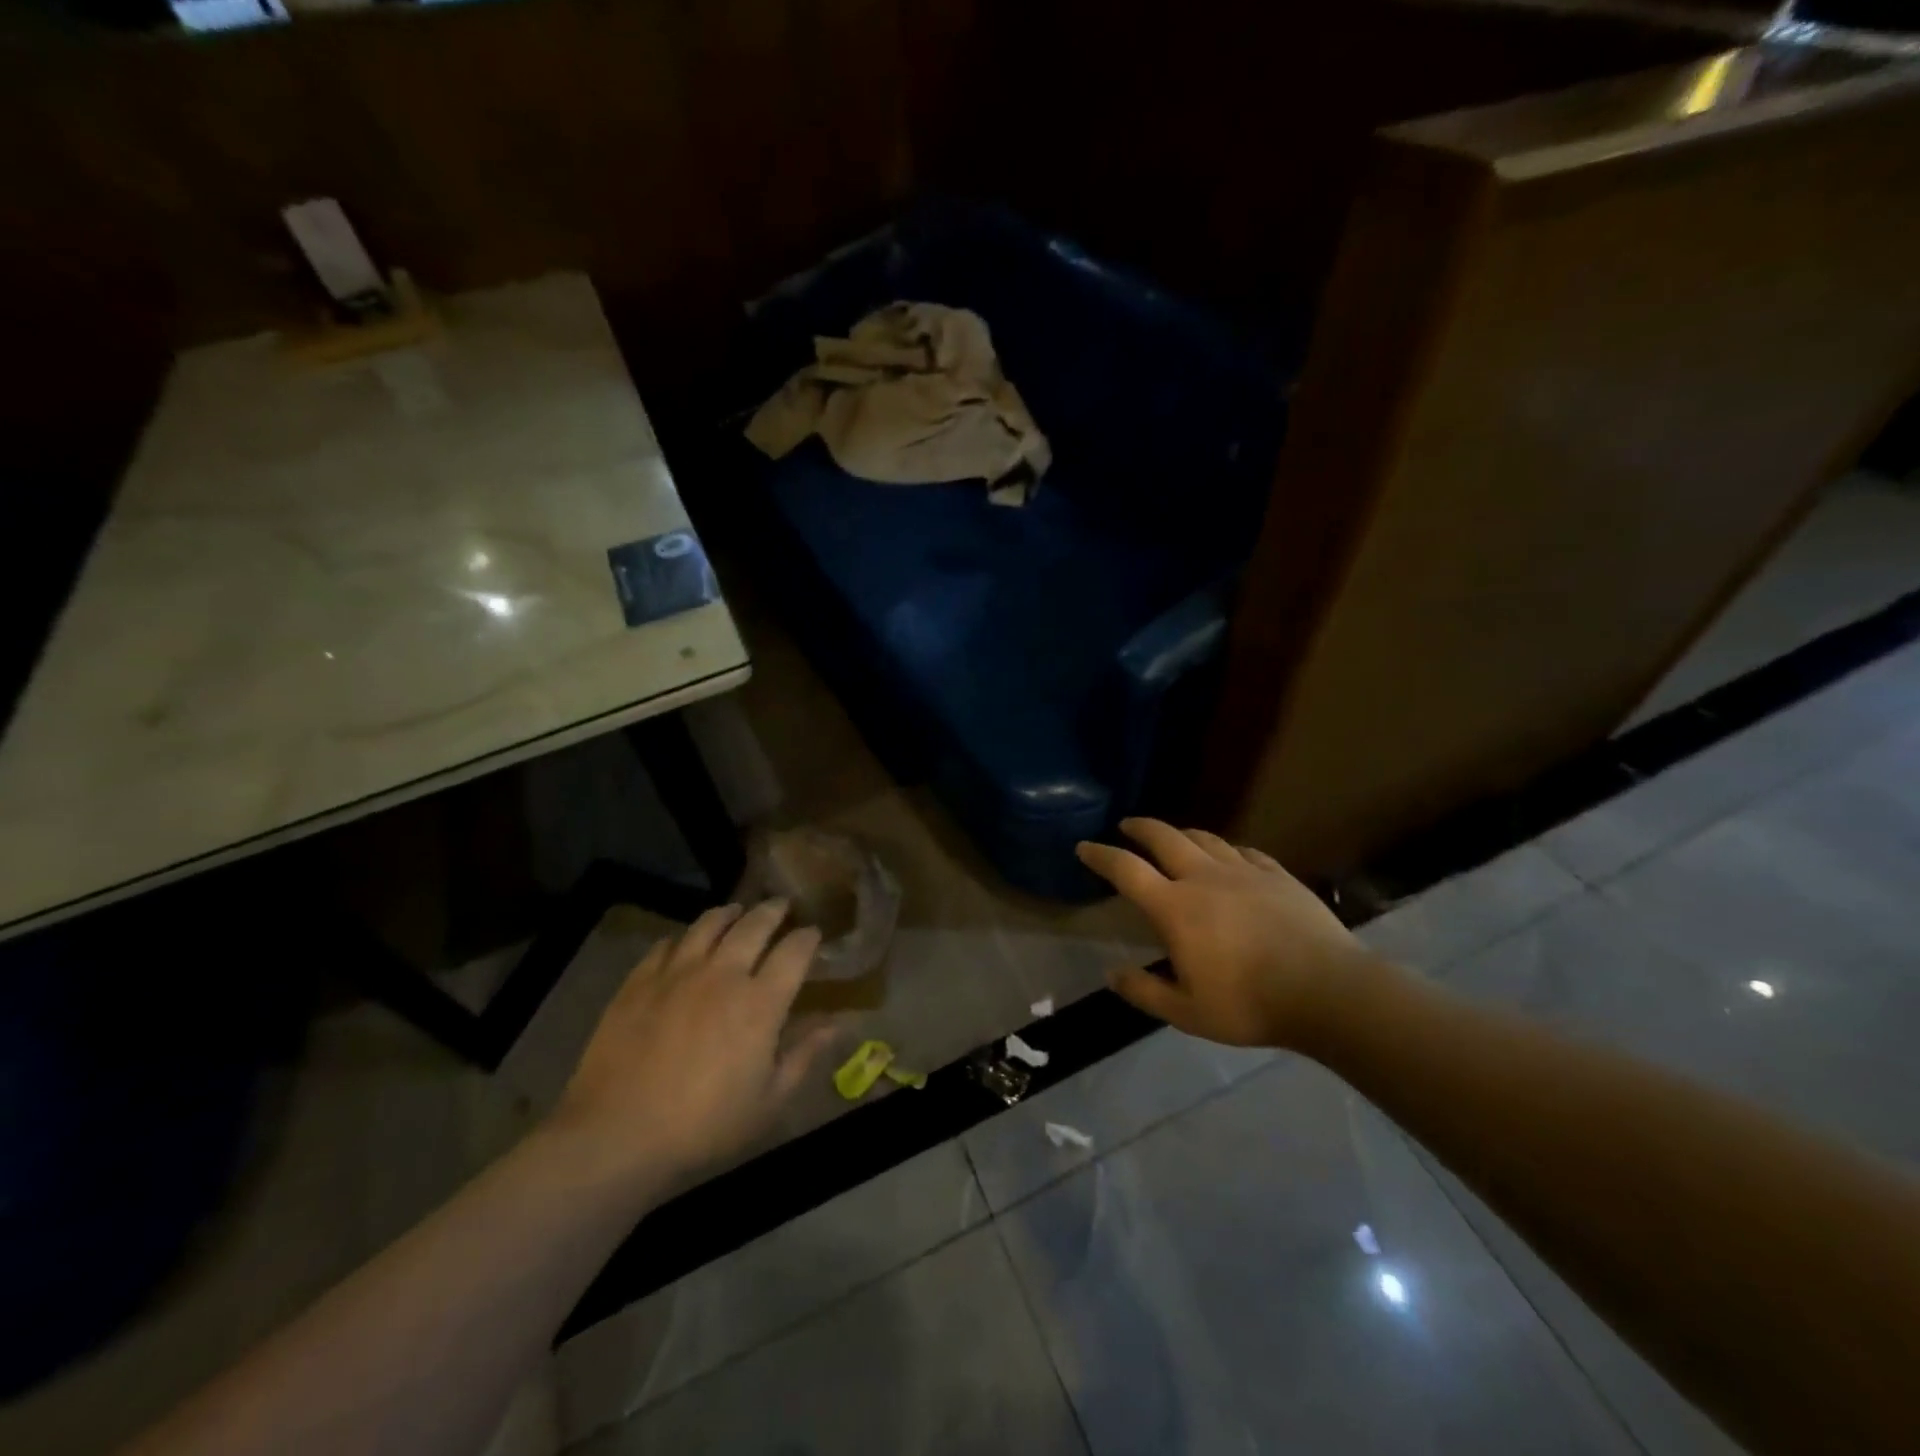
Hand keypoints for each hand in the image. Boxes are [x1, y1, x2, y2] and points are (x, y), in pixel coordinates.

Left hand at [551, 900, 836, 1192]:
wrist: (617, 1135)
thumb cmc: (704, 1125)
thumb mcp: (768, 1100)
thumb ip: (803, 1055)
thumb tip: (837, 1025)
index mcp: (760, 1002)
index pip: (794, 951)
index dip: (808, 937)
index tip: (813, 933)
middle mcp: (723, 974)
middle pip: (754, 924)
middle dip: (774, 911)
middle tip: (782, 906)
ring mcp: (678, 972)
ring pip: (709, 924)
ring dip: (729, 913)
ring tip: (736, 911)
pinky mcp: (640, 981)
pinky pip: (667, 944)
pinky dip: (684, 937)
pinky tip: (686, 943)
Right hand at [1076, 818, 1376, 1051]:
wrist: (1328, 991)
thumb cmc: (1249, 1004)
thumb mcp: (1187, 1012)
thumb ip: (1145, 991)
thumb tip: (1112, 974)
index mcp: (1175, 907)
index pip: (1126, 870)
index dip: (1101, 855)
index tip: (1084, 847)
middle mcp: (1204, 877)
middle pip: (1163, 837)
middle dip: (1140, 827)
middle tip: (1127, 825)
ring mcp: (1244, 871)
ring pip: (1204, 838)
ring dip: (1181, 833)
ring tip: (1173, 837)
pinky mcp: (1277, 874)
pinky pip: (1244, 851)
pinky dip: (1227, 849)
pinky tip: (1230, 856)